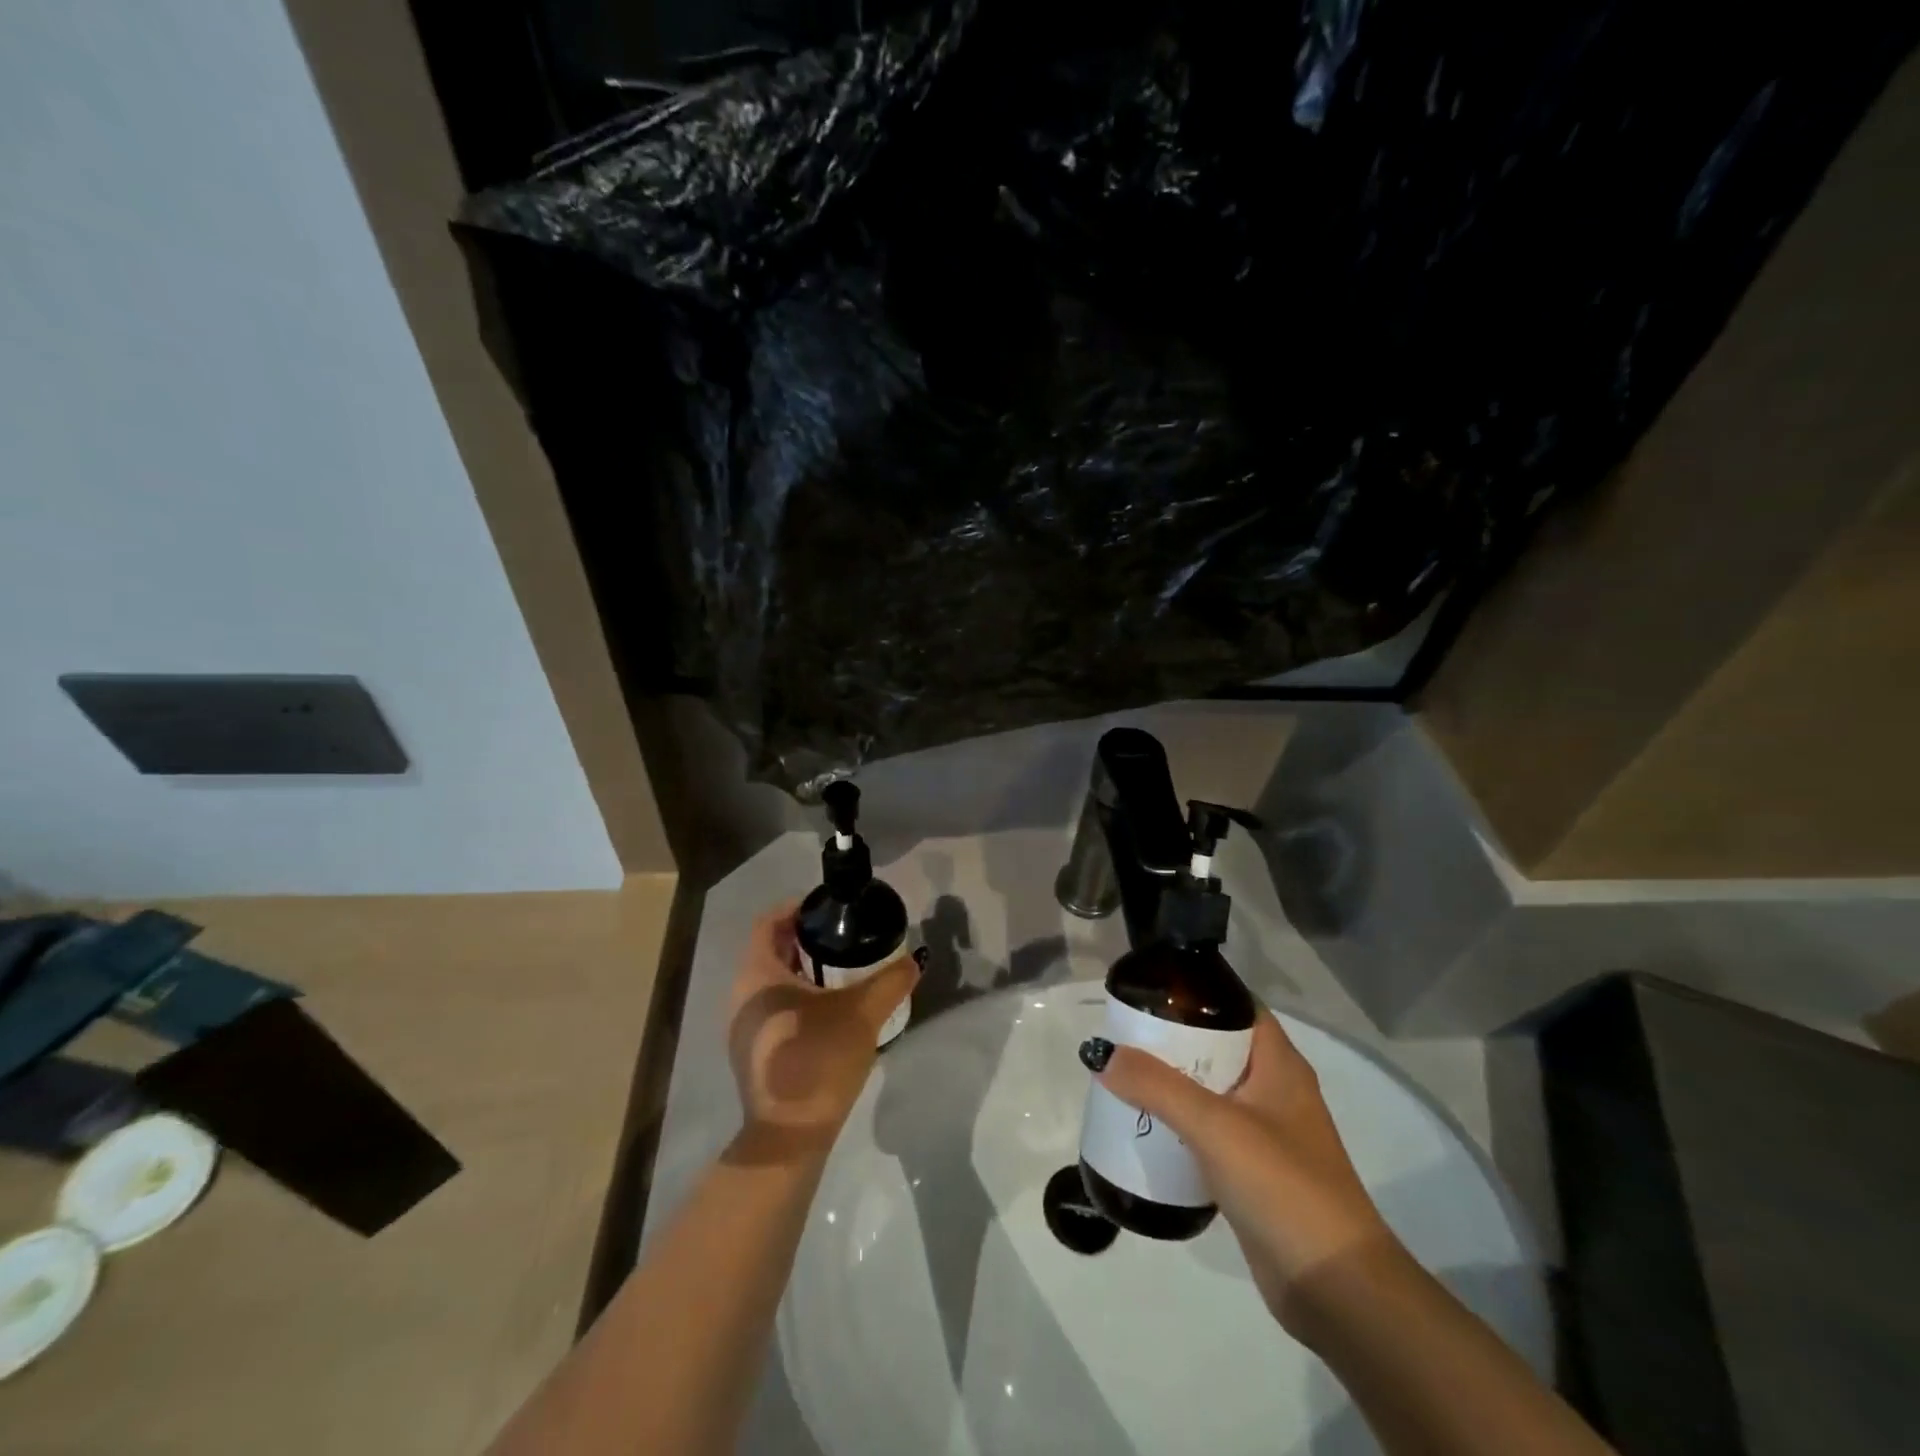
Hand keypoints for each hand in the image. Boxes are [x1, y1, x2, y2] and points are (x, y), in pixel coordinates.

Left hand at [726, 905, 918, 1159]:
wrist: (789, 1136)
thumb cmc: (818, 1060)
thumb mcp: (863, 1014)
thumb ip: (891, 981)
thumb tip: (914, 961)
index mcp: (758, 974)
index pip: (768, 922)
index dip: (796, 908)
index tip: (829, 908)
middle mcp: (741, 994)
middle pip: (770, 949)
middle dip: (804, 938)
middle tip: (843, 936)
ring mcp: (742, 1026)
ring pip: (770, 980)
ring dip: (801, 968)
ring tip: (841, 969)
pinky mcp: (751, 1051)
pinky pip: (770, 1006)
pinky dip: (794, 995)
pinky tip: (827, 1009)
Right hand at [1084, 1013, 1402, 1334]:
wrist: (1338, 1291)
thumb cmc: (1284, 1187)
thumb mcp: (1215, 1126)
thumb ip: (1157, 1086)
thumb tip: (1100, 1053)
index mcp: (1279, 1065)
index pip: (1237, 1007)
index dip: (1198, 992)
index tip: (1150, 989)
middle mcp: (1274, 1091)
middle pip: (1216, 1048)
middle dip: (1171, 1040)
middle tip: (1122, 1034)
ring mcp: (1266, 1135)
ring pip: (1209, 1092)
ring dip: (1170, 1084)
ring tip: (1122, 1075)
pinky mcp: (1253, 1175)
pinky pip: (1207, 1135)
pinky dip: (1177, 1126)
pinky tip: (1144, 1129)